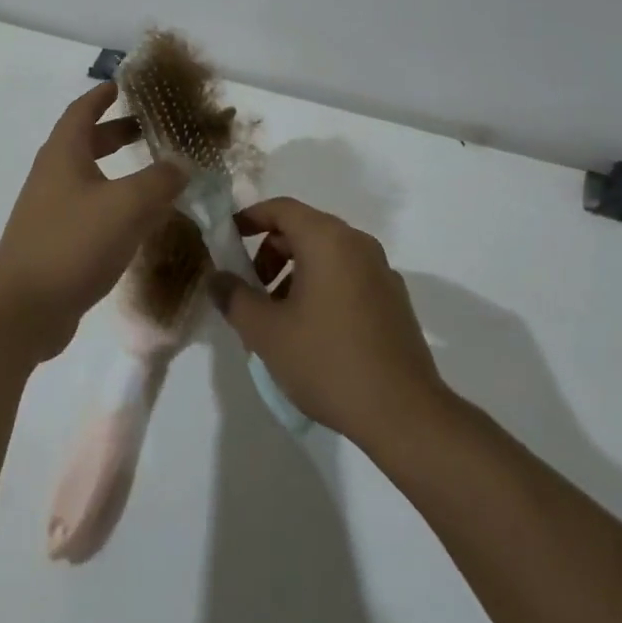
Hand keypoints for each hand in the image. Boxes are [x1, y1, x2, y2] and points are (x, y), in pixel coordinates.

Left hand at [0, 82, 185, 362]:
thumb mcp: (127, 205)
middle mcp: (53, 175)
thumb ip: (160, 180)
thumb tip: (181, 164)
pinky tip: (138, 222)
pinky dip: (114, 204)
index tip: (124, 85)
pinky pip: (89, 210)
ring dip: (118, 170)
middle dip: (117, 132)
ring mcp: (50, 210)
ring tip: (153, 176)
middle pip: (86, 141)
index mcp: (63, 154)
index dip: (103, 95)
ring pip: (89, 177)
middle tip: (150, 129)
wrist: (23, 310)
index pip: (83, 110)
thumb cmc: (73, 243)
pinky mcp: (54, 241)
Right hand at [208, 197, 443, 442]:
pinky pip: (347, 277)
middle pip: (304, 230)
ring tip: (278, 318)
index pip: (281, 208)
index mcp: (328, 240)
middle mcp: (358, 244)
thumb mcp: (266, 332)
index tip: (228, 240)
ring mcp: (381, 271)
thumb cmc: (327, 361)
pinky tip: (311, 333)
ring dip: (294, 274)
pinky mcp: (394, 300)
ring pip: (326, 255)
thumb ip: (234, 297)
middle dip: (270, 253)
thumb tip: (217, 277)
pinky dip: (321, 288)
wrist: (403, 414)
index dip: (250, 218)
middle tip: (250, 290)